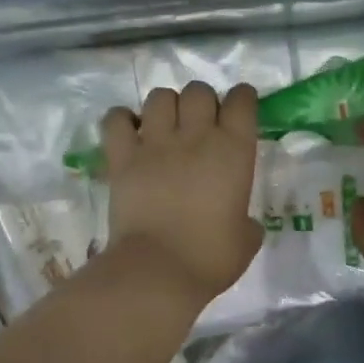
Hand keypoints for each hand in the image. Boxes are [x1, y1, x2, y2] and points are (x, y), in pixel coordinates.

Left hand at [100, 82, 263, 309]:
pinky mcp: (122, 157)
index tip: (240, 109)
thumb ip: (247, 221)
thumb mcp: (247, 240)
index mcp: (233, 151)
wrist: (159, 270)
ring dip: (165, 106)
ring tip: (164, 127)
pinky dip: (122, 120)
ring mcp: (155, 144)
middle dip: (201, 101)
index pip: (241, 101)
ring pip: (160, 97)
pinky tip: (129, 132)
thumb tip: (241, 221)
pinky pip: (117, 120)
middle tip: (200, 124)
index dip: (242, 99)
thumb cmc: (210, 257)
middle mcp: (196, 136)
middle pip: (198, 91)